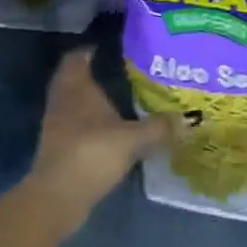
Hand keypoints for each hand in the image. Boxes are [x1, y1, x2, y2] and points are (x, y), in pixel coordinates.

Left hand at [26, 49, 171, 232]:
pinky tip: (113, 129)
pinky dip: (91, 123)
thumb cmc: (91, 154)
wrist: (57, 199)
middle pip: (74, 79)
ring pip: (75, 103)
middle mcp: (64, 102)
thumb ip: (159, 127)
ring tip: (122, 98)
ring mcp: (58, 127)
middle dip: (94, 74)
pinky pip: (76, 125)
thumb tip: (189, 119)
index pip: (77, 58)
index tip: (111, 47)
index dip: (90, 50)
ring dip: (93, 100)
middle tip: (123, 70)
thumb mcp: (133, 139)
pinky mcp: (60, 149)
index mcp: (77, 89)